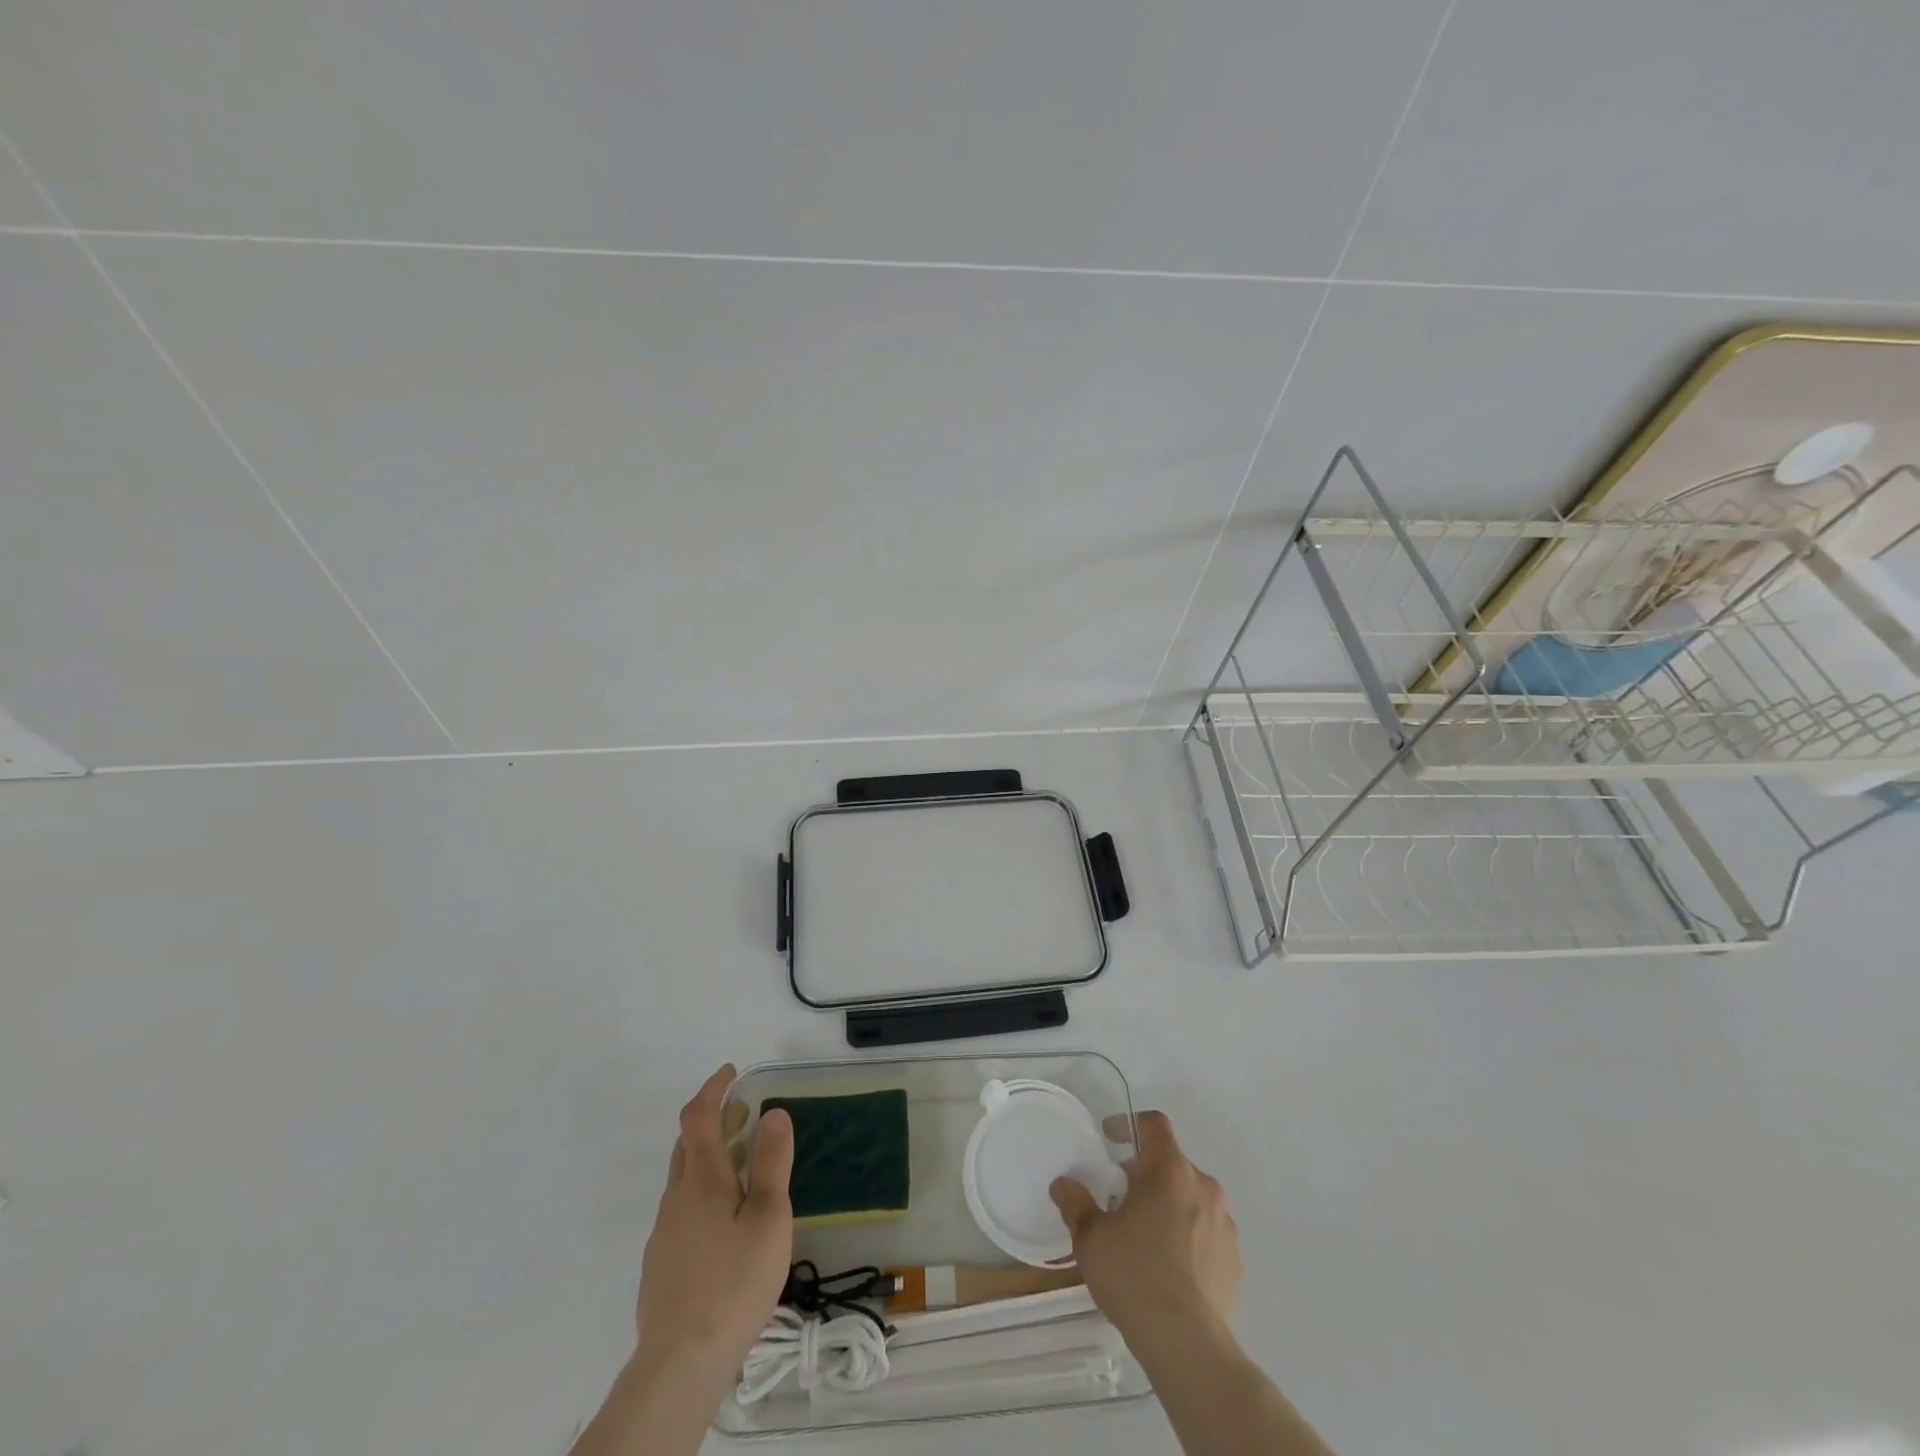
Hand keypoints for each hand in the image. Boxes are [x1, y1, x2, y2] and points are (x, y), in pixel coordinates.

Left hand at [635, 1064, 793, 1385]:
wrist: (680, 1363)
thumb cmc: (733, 1282)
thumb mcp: (768, 1218)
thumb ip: (770, 1163)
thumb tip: (773, 1111)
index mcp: (702, 1179)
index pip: (698, 1116)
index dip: (713, 1088)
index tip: (732, 1072)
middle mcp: (676, 1197)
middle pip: (686, 1144)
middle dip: (713, 1121)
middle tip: (744, 1116)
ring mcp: (663, 1232)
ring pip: (683, 1178)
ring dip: (709, 1158)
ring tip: (742, 1170)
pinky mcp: (660, 1263)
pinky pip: (681, 1210)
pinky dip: (702, 1194)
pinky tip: (724, 1225)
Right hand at [1050, 1110, 1239, 1341]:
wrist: (1187, 1346)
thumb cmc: (1134, 1276)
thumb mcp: (1091, 1238)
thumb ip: (1076, 1203)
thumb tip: (1063, 1184)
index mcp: (1169, 1170)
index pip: (1154, 1125)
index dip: (1130, 1124)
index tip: (1110, 1139)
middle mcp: (1203, 1186)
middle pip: (1171, 1163)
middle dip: (1146, 1174)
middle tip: (1120, 1199)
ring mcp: (1225, 1224)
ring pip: (1191, 1198)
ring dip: (1169, 1205)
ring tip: (1145, 1238)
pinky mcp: (1235, 1260)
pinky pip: (1207, 1233)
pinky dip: (1188, 1237)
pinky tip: (1169, 1269)